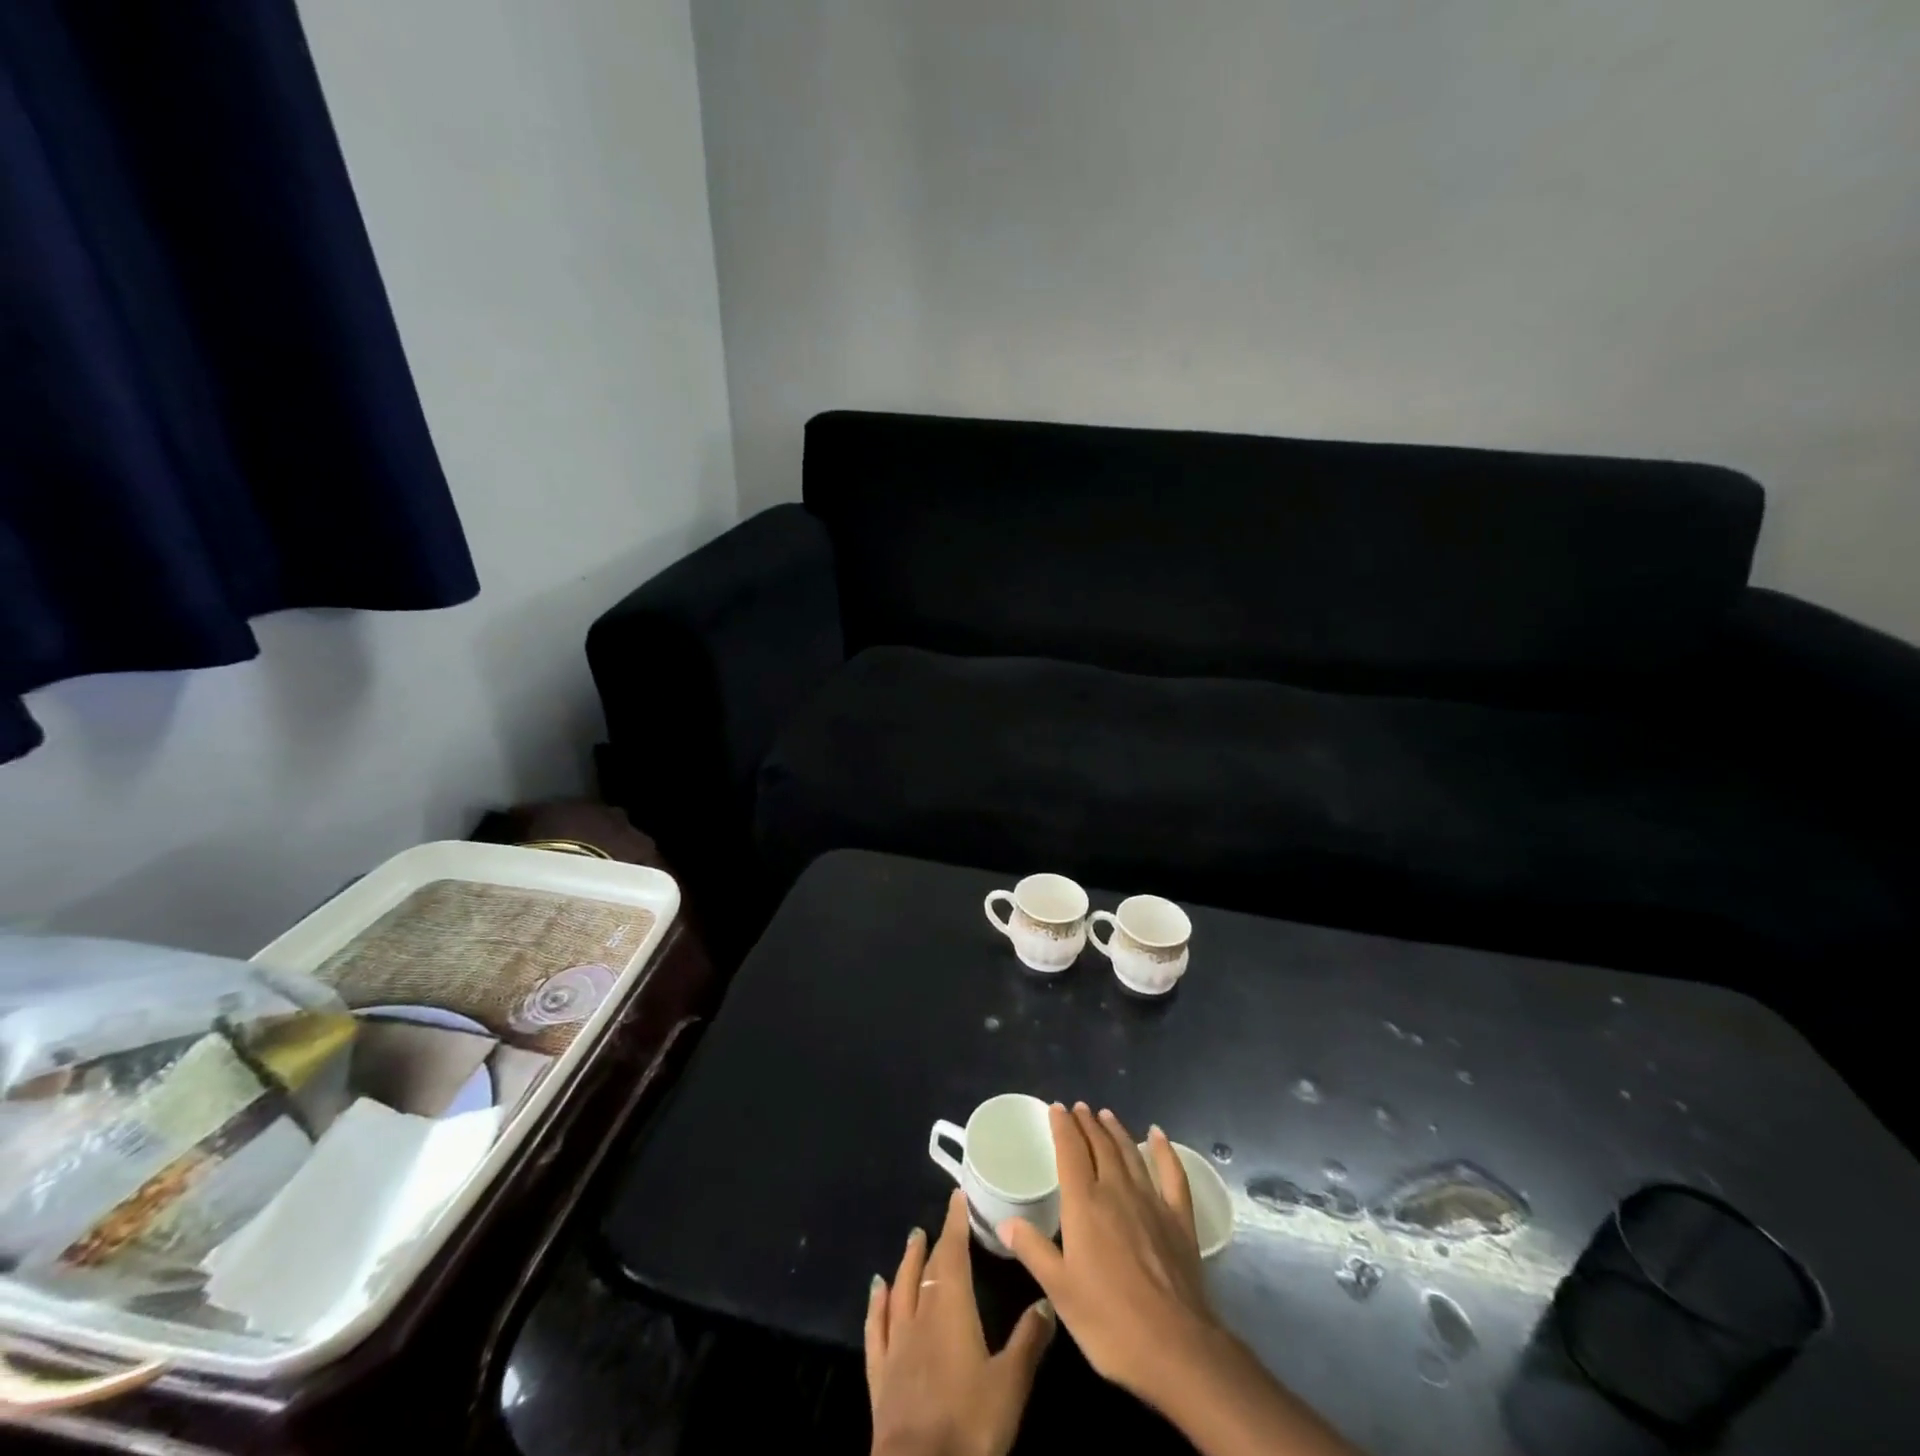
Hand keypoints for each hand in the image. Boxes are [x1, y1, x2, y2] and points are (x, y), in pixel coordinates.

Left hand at [866, 1187, 1055, 1455]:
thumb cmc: (969, 1425)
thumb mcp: (1011, 1385)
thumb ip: (1028, 1340)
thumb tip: (1046, 1301)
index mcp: (951, 1309)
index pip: (952, 1253)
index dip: (955, 1223)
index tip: (957, 1196)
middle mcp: (920, 1315)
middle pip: (926, 1269)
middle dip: (935, 1243)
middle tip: (939, 1223)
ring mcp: (896, 1344)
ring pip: (900, 1289)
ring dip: (906, 1263)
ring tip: (911, 1241)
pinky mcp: (880, 1373)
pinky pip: (876, 1327)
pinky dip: (877, 1303)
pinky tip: (876, 1290)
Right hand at [997, 1103, 1215, 1402]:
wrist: (1175, 1347)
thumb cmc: (1109, 1321)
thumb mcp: (1060, 1291)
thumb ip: (1033, 1250)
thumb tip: (1005, 1222)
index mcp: (1084, 1204)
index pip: (1070, 1151)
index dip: (1062, 1127)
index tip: (1056, 1108)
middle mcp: (1116, 1191)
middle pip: (1100, 1146)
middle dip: (1087, 1124)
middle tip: (1079, 1108)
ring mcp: (1151, 1201)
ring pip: (1130, 1153)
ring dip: (1116, 1131)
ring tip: (1106, 1114)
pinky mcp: (1179, 1219)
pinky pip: (1172, 1174)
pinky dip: (1164, 1151)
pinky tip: (1158, 1135)